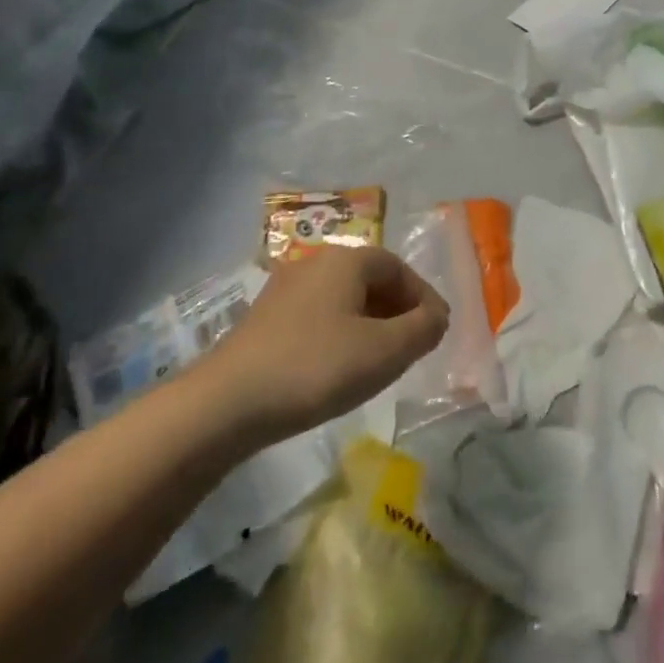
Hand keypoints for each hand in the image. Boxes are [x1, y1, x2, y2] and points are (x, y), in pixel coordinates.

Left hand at [199, 246, 448, 444]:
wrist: (225, 403)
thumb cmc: (315, 367)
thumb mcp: (384, 352)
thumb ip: (422, 329)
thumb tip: (438, 316)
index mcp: (348, 259)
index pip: (400, 268)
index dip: (423, 298)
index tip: (436, 332)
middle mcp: (317, 262)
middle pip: (371, 279)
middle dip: (398, 311)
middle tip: (412, 347)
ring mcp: (286, 288)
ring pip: (344, 299)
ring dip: (369, 324)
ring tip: (379, 361)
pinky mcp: (266, 318)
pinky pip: (319, 316)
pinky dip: (340, 334)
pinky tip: (337, 368)